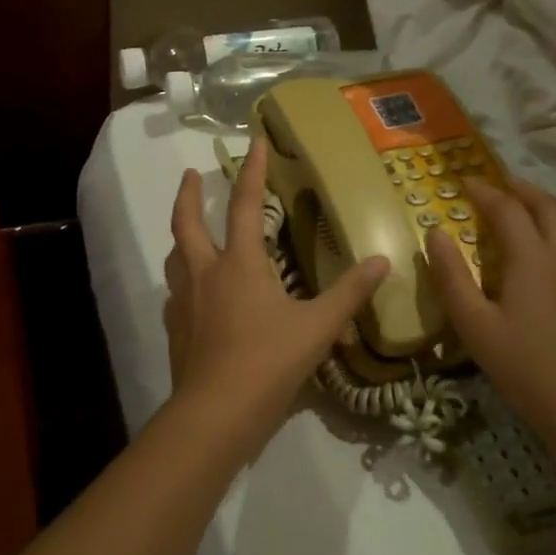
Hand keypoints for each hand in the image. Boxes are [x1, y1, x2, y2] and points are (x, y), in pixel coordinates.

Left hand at [164, 140, 388, 430]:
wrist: (215, 413)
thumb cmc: (268, 362)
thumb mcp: (317, 327)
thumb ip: (349, 293)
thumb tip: (381, 261)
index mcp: (238, 263)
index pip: (243, 204)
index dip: (251, 171)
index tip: (253, 141)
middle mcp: (204, 273)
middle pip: (187, 222)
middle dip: (188, 194)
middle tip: (190, 174)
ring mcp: (183, 301)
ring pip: (174, 256)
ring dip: (181, 235)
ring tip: (189, 229)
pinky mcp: (175, 329)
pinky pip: (175, 292)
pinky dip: (182, 280)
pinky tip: (192, 292)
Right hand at [425, 175, 555, 443]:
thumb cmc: (524, 367)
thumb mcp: (473, 324)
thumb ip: (451, 275)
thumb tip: (434, 233)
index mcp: (532, 257)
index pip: (506, 209)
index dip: (484, 191)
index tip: (465, 182)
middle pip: (548, 206)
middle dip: (521, 189)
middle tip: (500, 186)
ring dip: (554, 207)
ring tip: (536, 209)